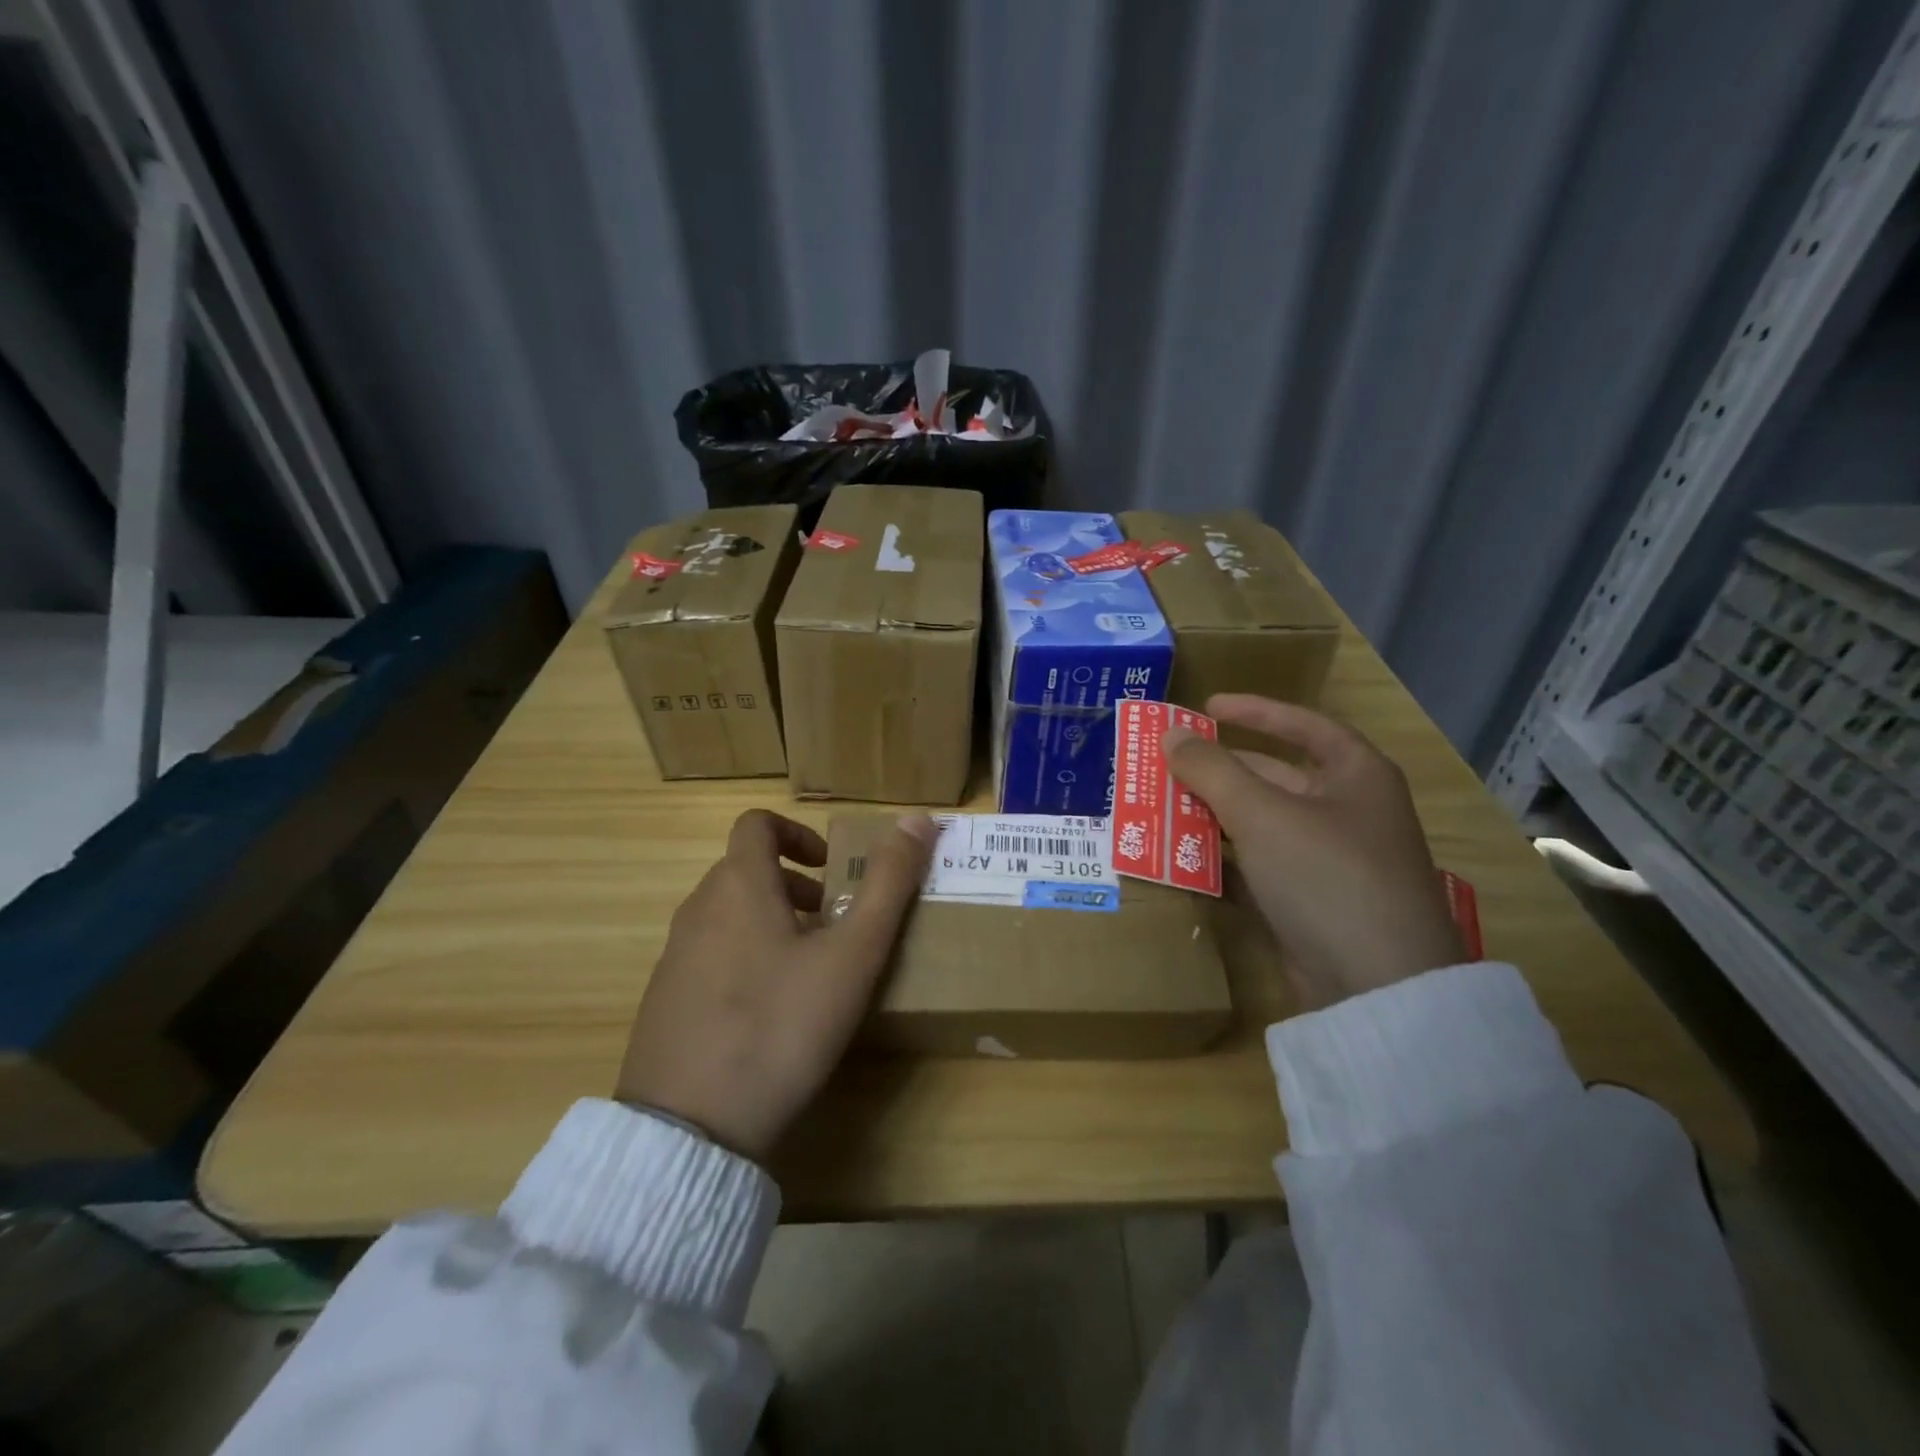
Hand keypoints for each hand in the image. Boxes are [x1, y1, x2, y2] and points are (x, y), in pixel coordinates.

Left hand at [616, 809, 937, 1160]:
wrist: (691, 1128)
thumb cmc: (782, 1025)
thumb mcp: (852, 955)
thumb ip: (888, 884)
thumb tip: (919, 818)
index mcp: (738, 885)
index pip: (757, 824)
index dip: (799, 833)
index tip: (832, 870)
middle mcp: (698, 909)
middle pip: (746, 870)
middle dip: (795, 885)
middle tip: (836, 924)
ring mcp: (674, 957)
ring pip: (729, 914)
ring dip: (772, 922)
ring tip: (811, 970)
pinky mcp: (664, 1001)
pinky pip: (710, 955)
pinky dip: (745, 958)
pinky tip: (772, 1014)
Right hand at [1165, 695, 1464, 1010]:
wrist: (1377, 987)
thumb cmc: (1326, 875)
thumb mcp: (1263, 814)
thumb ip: (1212, 770)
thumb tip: (1171, 734)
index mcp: (1357, 776)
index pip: (1304, 726)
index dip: (1256, 712)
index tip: (1207, 707)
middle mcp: (1349, 813)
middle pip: (1276, 777)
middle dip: (1222, 771)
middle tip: (1169, 764)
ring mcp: (1332, 862)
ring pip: (1264, 825)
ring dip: (1216, 816)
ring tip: (1163, 807)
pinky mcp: (1313, 904)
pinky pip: (1262, 867)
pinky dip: (1226, 860)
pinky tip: (1186, 858)